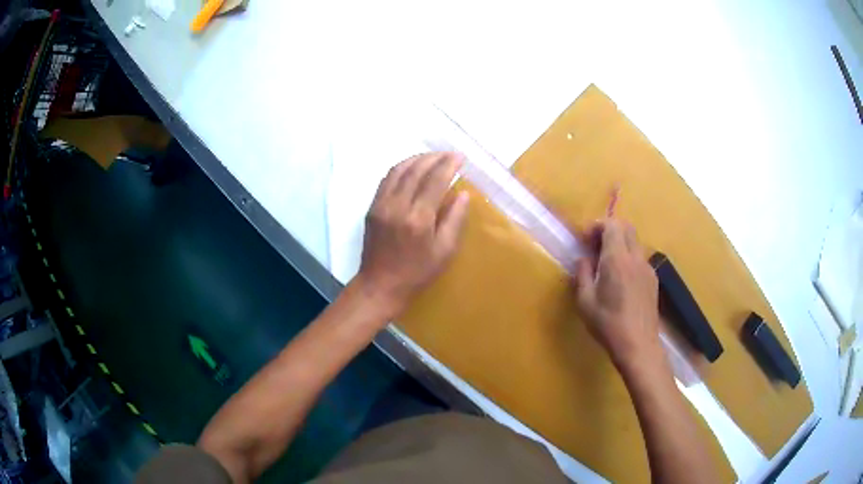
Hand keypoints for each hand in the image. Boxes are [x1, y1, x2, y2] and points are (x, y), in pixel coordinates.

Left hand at [355, 152, 469, 316]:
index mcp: (418, 218)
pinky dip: (401, 168)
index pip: (435, 180)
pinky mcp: (372, 207)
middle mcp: (397, 206)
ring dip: (417, 159)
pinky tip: (411, 168)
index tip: (460, 157)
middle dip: (434, 157)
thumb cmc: (417, 273)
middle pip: (416, 170)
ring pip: (399, 170)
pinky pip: (387, 179)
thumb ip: (454, 219)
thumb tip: (463, 194)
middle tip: (449, 154)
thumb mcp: (444, 251)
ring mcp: (381, 205)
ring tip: (432, 157)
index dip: (449, 165)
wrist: (380, 285)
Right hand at [573, 219, 664, 372]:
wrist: (638, 344)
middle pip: (626, 227)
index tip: (586, 240)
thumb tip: (584, 259)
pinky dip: (629, 257)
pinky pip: (640, 258)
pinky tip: (621, 280)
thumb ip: (583, 274)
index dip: (597, 226)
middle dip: (609, 230)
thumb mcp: (585, 301)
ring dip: (620, 244)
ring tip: (607, 265)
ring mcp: (647, 268)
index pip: (612, 225)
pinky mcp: (653, 280)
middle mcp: (635, 257)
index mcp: (617, 259)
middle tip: (595, 247)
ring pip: (635, 242)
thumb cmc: (608, 324)